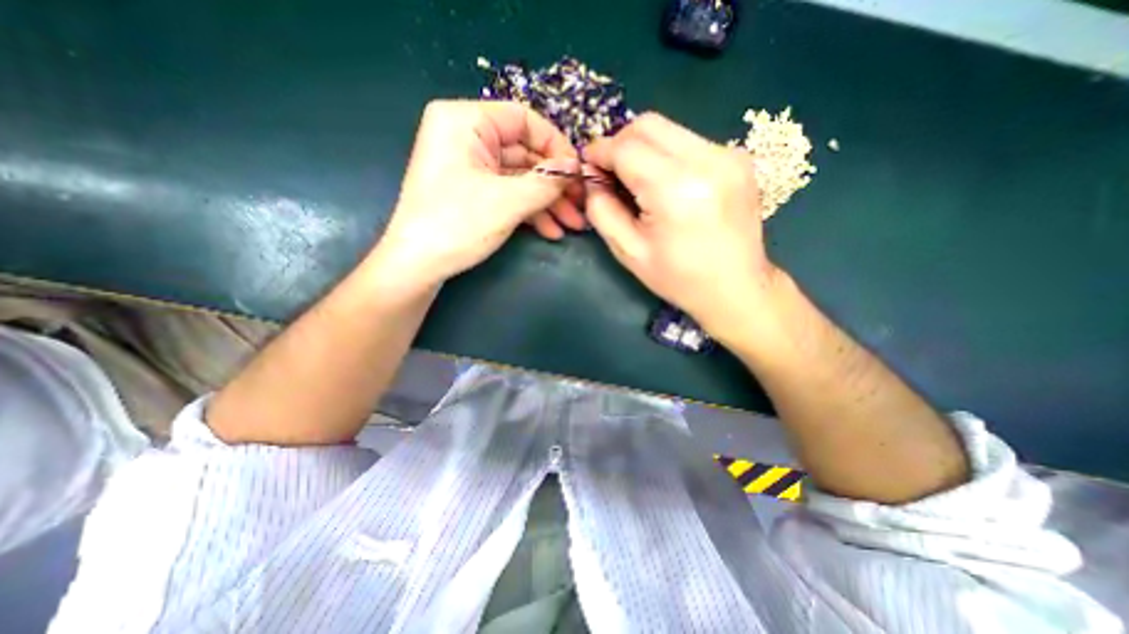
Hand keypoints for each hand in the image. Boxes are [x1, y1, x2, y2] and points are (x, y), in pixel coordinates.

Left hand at [369, 99, 585, 291]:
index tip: (579, 173)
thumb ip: (546, 182)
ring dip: (548, 202)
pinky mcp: (474, 192)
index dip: (556, 146)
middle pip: (525, 153)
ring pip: (520, 178)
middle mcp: (467, 137)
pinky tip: (552, 230)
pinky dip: (531, 211)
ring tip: (573, 224)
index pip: (524, 120)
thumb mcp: (508, 201)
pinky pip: (509, 194)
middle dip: (555, 184)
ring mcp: (470, 167)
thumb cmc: (457, 225)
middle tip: (581, 205)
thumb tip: (575, 167)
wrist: (417, 266)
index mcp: (465, 121)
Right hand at [582, 114, 778, 340]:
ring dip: (643, 148)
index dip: (599, 152)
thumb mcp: (628, 251)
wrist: (736, 287)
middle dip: (619, 143)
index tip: (587, 165)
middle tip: (610, 173)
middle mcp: (706, 160)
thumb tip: (592, 179)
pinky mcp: (739, 158)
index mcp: (674, 189)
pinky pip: (689, 142)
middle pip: (647, 125)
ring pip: (669, 130)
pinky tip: (666, 185)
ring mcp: (728, 154)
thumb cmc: (678, 277)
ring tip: (637, 181)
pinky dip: (667, 155)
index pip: (625, 148)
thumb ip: (602, 210)